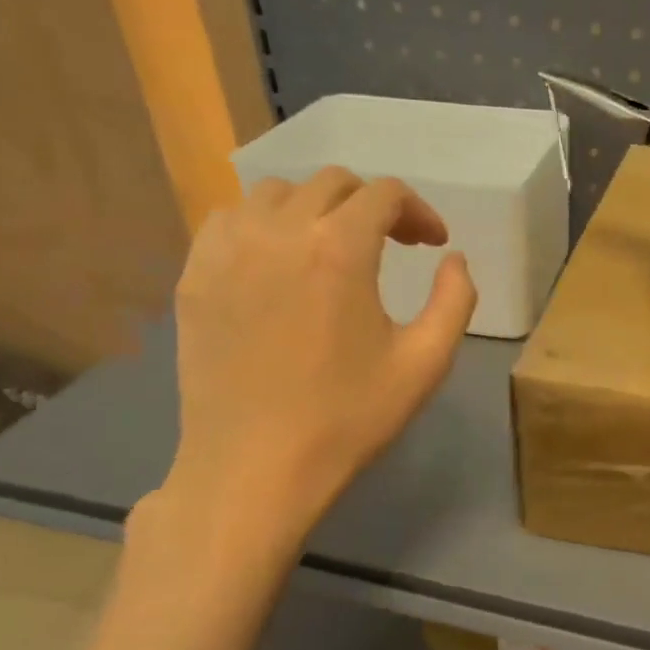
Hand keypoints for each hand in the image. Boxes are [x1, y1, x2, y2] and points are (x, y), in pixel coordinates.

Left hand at [161, 168, 475, 560]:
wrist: (254, 467)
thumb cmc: (347, 417)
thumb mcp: (426, 363)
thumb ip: (455, 300)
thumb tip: (453, 259)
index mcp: (339, 249)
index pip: (384, 193)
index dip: (418, 211)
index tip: (432, 245)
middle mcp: (279, 232)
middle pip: (332, 183)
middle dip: (372, 205)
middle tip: (393, 245)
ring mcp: (227, 250)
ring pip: (276, 193)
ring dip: (317, 208)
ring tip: (334, 249)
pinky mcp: (194, 276)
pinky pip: (229, 220)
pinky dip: (263, 223)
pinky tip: (278, 261)